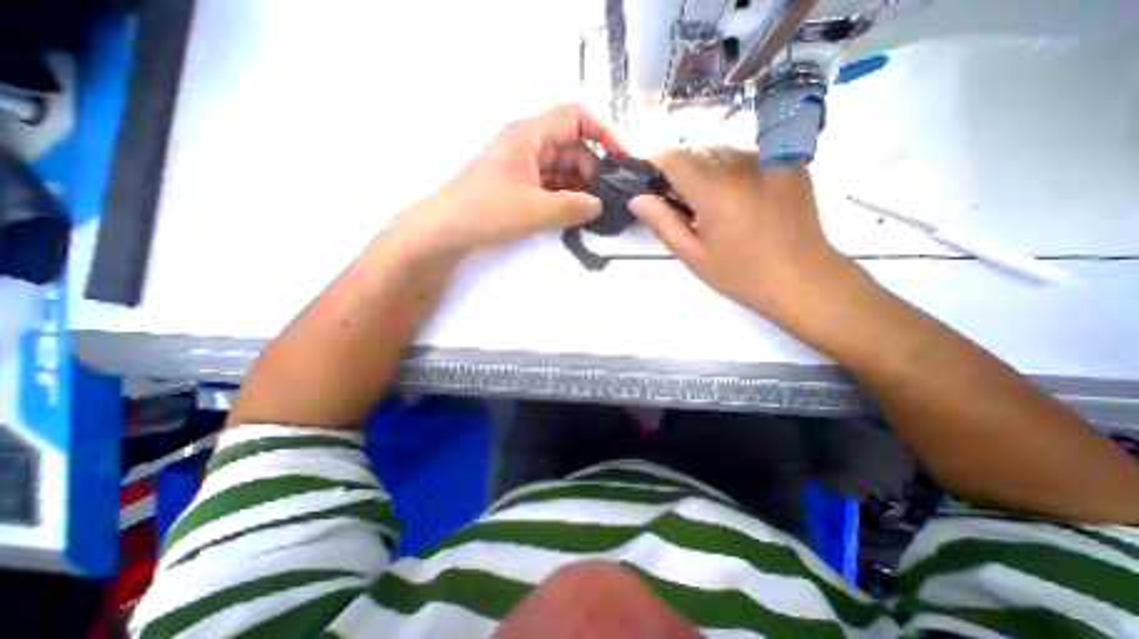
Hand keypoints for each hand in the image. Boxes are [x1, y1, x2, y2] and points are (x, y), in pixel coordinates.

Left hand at [389, 101, 621, 256]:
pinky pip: (552, 188)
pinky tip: (577, 215)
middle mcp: (529, 147)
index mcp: (530, 136)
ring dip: (581, 189)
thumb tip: (599, 206)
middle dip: (593, 171)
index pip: (575, 118)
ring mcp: (525, 169)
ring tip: (597, 212)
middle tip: (609, 200)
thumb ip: (573, 207)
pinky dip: (566, 199)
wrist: (446, 231)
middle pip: (572, 149)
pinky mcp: (521, 189)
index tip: (621, 160)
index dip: (603, 133)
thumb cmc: (487, 211)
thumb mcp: (535, 209)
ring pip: (563, 171)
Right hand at [633, 146, 852, 322]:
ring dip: (708, 172)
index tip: (650, 183)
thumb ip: (662, 223)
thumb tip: (637, 199)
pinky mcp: (789, 164)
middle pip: (698, 153)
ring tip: (714, 206)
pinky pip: (748, 157)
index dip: (656, 164)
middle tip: (683, 207)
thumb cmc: (740, 274)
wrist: (802, 280)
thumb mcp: (693, 255)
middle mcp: (743, 166)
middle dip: (682, 173)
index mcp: (716, 191)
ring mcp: (771, 161)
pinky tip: (740, 201)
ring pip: (723, 154)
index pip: (674, 158)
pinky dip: (733, 172)